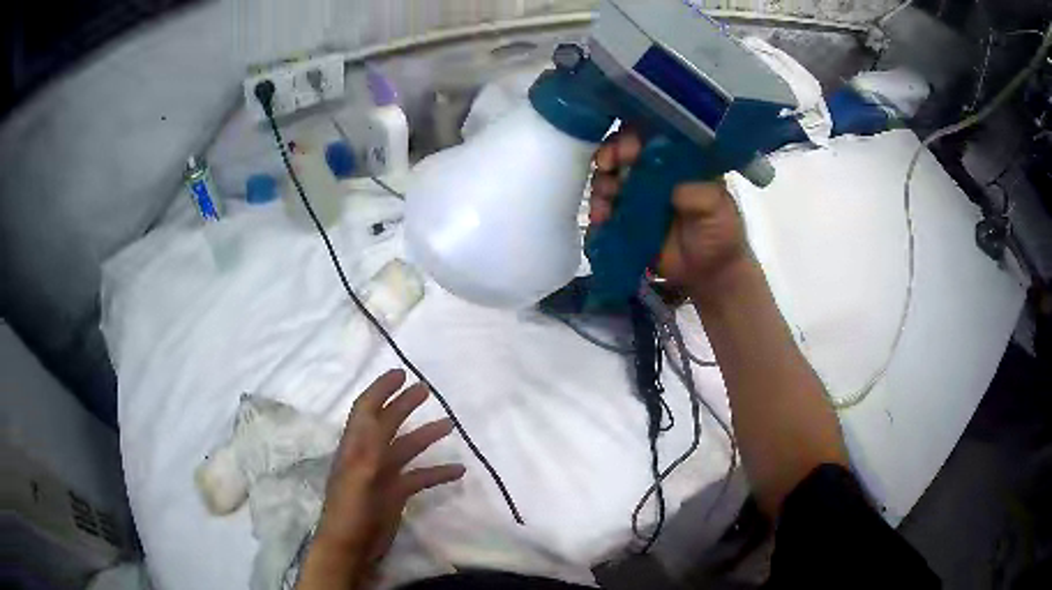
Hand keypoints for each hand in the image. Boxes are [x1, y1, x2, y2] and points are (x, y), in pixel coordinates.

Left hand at [299, 370, 464, 588]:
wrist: (351, 548)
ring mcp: (383, 476)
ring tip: (449, 424)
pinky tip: (458, 471)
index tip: (400, 373)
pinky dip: (437, 472)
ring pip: (406, 448)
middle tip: (426, 390)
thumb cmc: (349, 512)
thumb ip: (366, 449)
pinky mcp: (395, 494)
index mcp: (355, 448)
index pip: (366, 410)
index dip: (380, 389)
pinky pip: (419, 477)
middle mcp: (368, 457)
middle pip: (387, 423)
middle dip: (404, 405)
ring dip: (425, 436)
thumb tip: (377, 419)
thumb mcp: (356, 479)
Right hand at [591, 130, 752, 301]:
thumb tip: (669, 184)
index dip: (634, 137)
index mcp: (675, 159)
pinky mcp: (624, 219)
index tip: (628, 150)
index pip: (649, 136)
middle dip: (610, 155)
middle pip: (621, 152)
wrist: (709, 272)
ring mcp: (635, 194)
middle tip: (608, 166)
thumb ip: (697, 192)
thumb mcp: (717, 207)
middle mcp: (651, 170)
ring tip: (606, 199)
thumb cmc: (719, 231)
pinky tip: (601, 219)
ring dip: (601, 185)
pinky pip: (603, 209)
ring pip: (607, 178)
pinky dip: (597, 211)